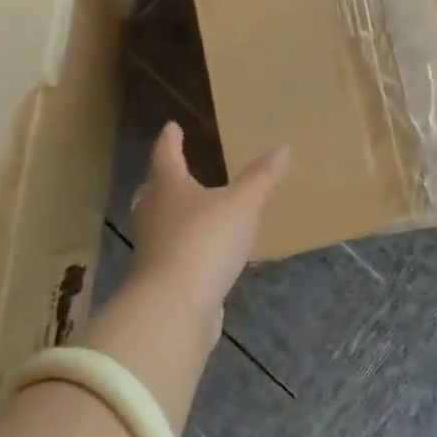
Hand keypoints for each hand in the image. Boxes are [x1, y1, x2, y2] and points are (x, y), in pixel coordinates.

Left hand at [125, 123, 288, 318]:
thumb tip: (283, 147)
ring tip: (192, 208)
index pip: (166, 155)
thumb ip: (263, 177)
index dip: (170, 140)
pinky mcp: (161, 279)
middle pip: (154, 190)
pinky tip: (204, 249)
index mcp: (169, 187)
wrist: (173, 309)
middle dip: (164, 178)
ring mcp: (153, 249)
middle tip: (174, 168)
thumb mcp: (243, 203)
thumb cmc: (205, 241)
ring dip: (173, 213)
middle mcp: (154, 214)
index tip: (171, 126)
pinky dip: (185, 244)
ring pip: (160, 222)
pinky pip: (173, 252)